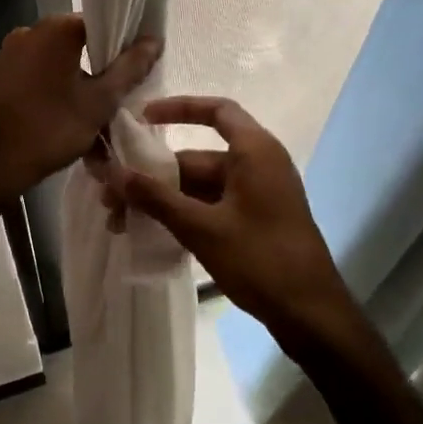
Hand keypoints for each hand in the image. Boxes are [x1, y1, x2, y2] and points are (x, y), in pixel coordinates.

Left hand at [0, 15, 162, 212]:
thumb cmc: (49, 129)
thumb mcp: (99, 102)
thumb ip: (129, 69)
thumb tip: (154, 40)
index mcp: (56, 29)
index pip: (102, 24)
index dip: (123, 48)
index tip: (134, 76)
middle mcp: (29, 31)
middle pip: (79, 45)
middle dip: (99, 73)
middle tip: (115, 105)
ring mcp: (8, 53)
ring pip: (57, 66)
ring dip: (77, 89)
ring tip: (92, 124)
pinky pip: (36, 78)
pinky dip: (53, 95)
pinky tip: (63, 124)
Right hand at [90, 96, 357, 357]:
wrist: (311, 315)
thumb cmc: (260, 259)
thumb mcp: (201, 227)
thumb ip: (155, 197)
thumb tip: (112, 173)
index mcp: (254, 152)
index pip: (217, 111)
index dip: (179, 108)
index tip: (142, 119)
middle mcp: (257, 166)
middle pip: (197, 158)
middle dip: (153, 175)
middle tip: (112, 196)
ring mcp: (257, 196)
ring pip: (199, 187)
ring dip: (162, 200)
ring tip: (121, 221)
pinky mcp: (255, 222)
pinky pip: (211, 206)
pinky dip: (182, 214)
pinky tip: (150, 233)